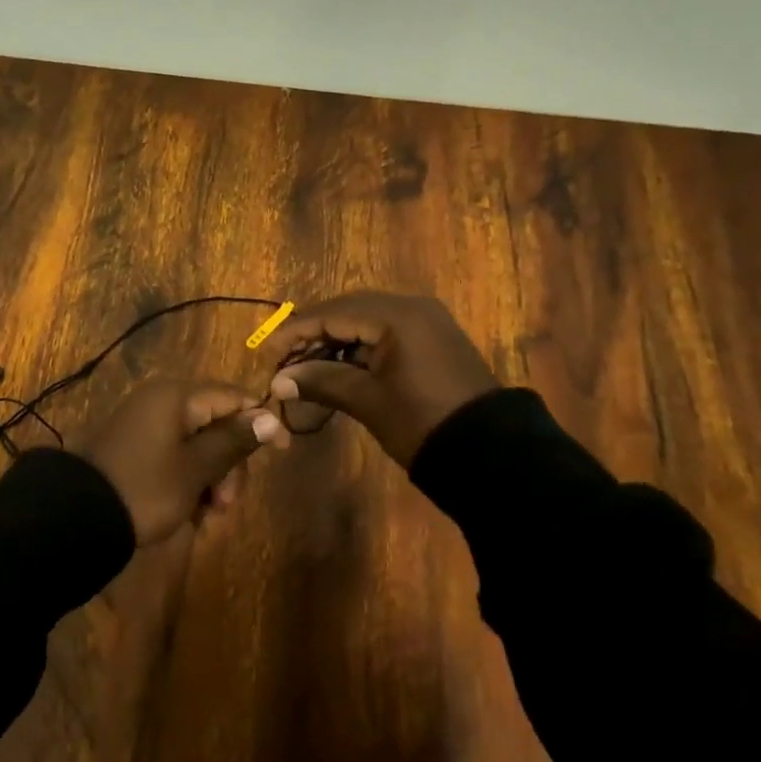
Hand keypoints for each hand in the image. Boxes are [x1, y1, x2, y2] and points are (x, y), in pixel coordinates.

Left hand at [78, 380, 287, 545]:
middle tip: (226, 504)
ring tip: (207, 516)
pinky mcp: (135, 447)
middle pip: (216, 423)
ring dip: (211, 478)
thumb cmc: (145, 488)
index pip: (234, 397)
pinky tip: (190, 513)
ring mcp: (146, 424)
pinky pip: (175, 456)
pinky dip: (188, 481)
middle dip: (229, 464)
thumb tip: (271, 416)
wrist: (77, 516)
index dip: (261, 422)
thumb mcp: (195, 468)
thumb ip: (234, 441)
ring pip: (197, 444)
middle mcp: (162, 401)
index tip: (280, 454)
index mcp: (177, 397)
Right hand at [258, 293, 496, 467]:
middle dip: (315, 332)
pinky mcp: (433, 339)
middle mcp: (412, 307)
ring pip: (367, 320)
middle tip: (285, 356)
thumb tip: (279, 380)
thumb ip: (322, 381)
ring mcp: (427, 322)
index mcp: (397, 316)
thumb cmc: (422, 423)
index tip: (268, 350)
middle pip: (349, 309)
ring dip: (336, 338)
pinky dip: (360, 345)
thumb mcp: (368, 401)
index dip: (297, 331)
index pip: (333, 313)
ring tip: (307, 364)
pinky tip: (340, 365)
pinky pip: (386, 331)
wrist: (492, 454)